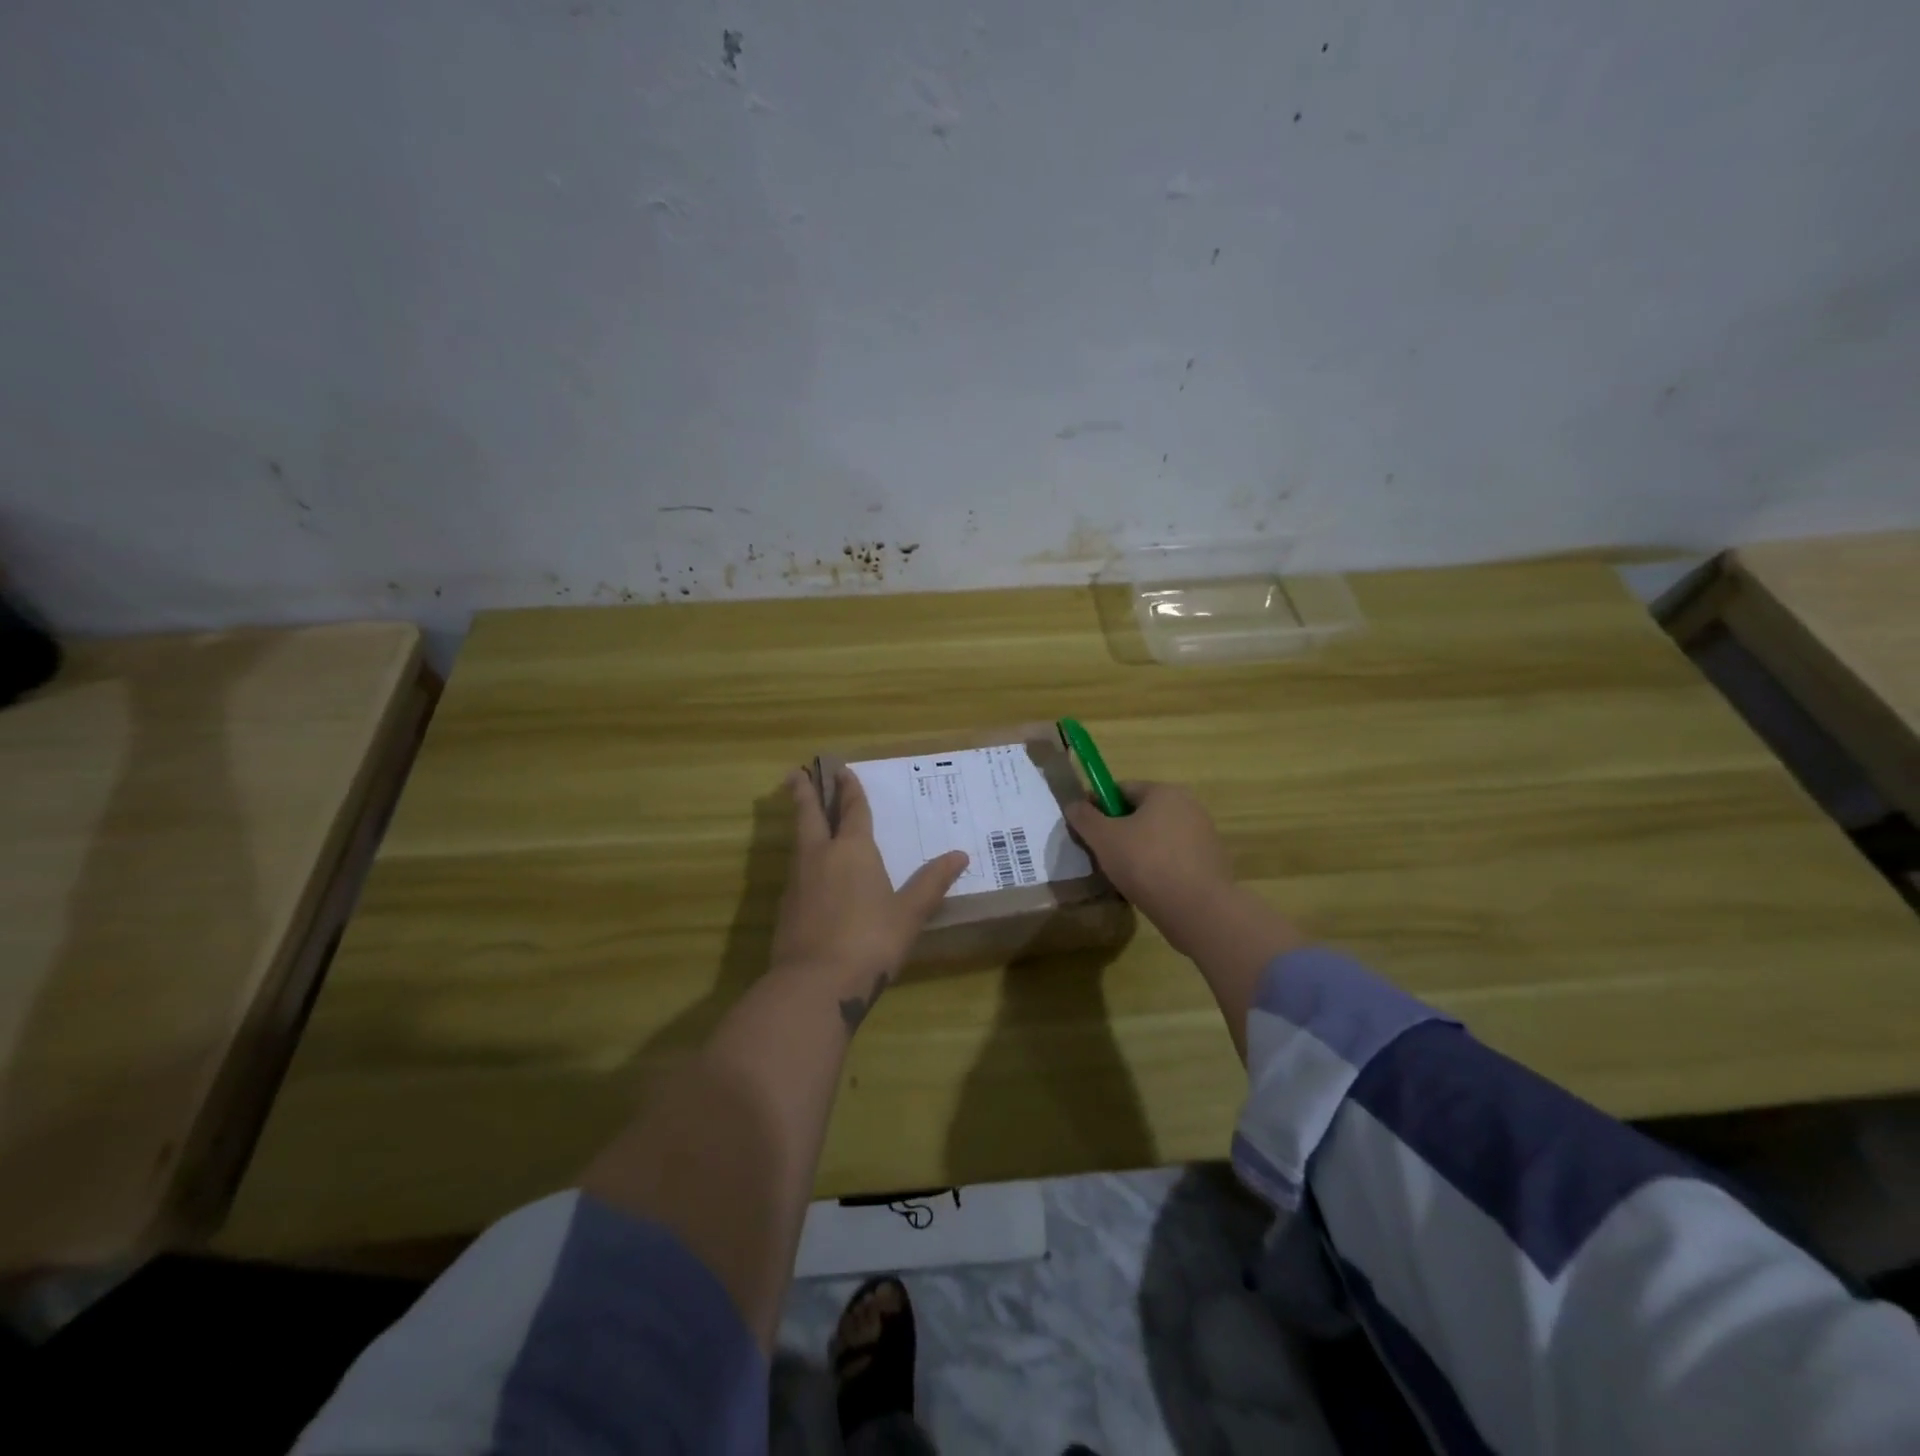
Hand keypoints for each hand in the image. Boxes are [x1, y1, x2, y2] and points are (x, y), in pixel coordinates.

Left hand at [771, 766, 968, 1027]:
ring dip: (801, 823)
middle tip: (796, 773)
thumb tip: (960, 855)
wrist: (815, 983)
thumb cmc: (871, 941)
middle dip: (805, 793)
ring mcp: (798, 881)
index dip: (849, 790)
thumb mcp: (910, 913)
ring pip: (799, 841)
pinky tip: (809, 870)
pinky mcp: (786, 906)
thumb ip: (932, 882)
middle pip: (810, 815)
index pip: (852, 810)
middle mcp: (821, 856)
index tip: (842, 770)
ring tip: (804, 816)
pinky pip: (795, 869)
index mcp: (853, 850)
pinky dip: (801, 857)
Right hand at [1065, 781, 1236, 949]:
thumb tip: (1074, 804)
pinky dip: (1158, 866)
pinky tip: (1148, 887)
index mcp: (1164, 792)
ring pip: (1157, 836)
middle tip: (1101, 854)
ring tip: (1123, 875)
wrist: (1199, 910)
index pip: (1122, 789)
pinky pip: (1174, 857)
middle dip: (1118, 830)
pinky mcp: (1210, 862)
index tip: (1086, 830)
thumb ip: (1084, 817)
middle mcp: (1188, 806)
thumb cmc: (1147, 864)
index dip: (1099, 806)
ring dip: (1138, 850)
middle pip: (1141, 812)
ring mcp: (1203, 835)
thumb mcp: (1103, 839)